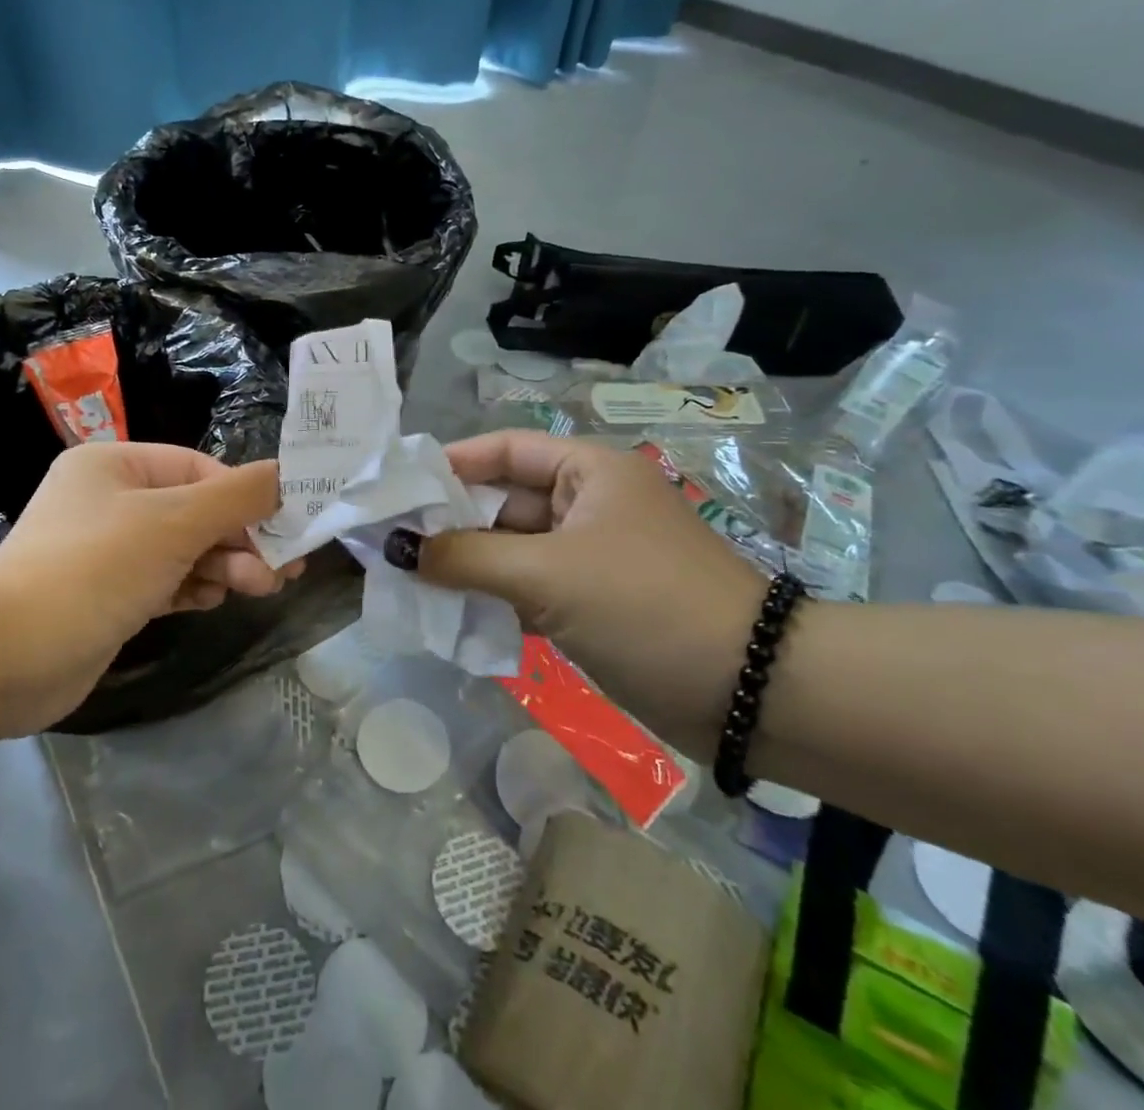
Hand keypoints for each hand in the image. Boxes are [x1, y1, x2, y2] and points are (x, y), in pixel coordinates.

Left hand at [0, 443, 297, 732]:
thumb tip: (288, 474)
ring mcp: (106, 550)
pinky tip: (214, 600)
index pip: (199, 470)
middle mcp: (109, 499)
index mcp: (115, 464)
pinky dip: (192, 587)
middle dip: (240, 538)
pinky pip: (164, 580)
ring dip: (223, 565)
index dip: (247, 497)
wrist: (10, 656)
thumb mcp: (176, 522)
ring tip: (260, 588)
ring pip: (183, 548)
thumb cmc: (97, 568)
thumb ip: (238, 496)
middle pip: (195, 510)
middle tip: (284, 570)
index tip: (289, 528)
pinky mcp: (107, 595)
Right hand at [401, 431, 768, 754]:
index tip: (397, 488)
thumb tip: (395, 548)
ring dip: (466, 566)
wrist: (753, 694)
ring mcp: (588, 555)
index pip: (503, 449)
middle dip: (449, 523)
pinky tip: (449, 615)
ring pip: (510, 550)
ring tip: (407, 580)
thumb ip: (465, 558)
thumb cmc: (646, 605)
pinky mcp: (590, 602)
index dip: (450, 464)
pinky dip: (492, 598)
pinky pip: (527, 588)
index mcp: (586, 472)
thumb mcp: (548, 575)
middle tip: (390, 543)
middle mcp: (586, 504)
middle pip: (501, 501)